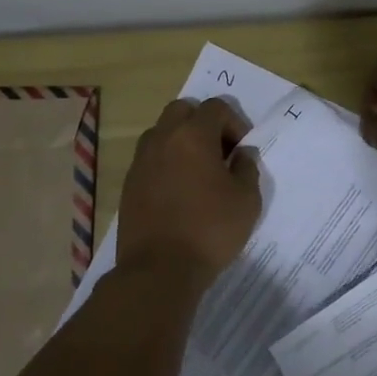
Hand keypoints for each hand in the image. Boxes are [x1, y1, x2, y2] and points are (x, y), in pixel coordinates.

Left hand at [119, 98, 262, 285]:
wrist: (160, 269)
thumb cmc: (210, 230)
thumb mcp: (247, 200)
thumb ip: (247, 168)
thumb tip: (241, 154)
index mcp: (193, 135)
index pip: (216, 107)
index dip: (235, 122)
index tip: (241, 150)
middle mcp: (162, 139)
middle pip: (183, 110)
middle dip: (204, 123)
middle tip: (219, 152)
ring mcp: (141, 160)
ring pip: (162, 132)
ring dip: (182, 141)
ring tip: (198, 171)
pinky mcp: (129, 183)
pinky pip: (150, 158)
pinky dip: (166, 162)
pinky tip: (179, 191)